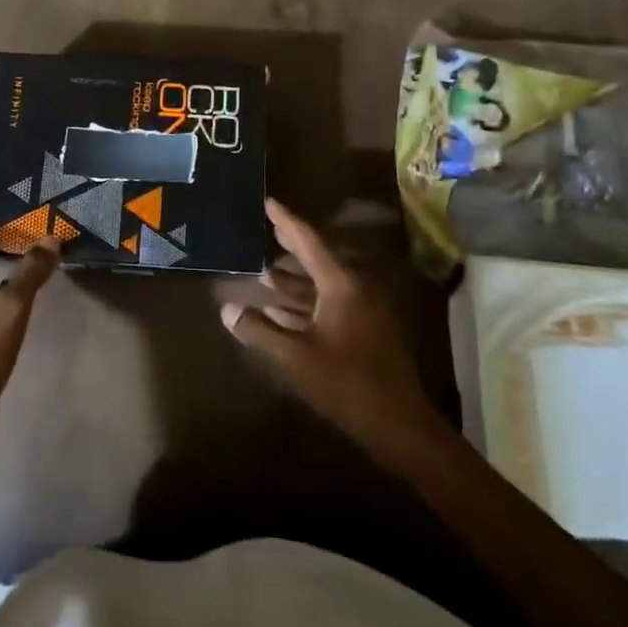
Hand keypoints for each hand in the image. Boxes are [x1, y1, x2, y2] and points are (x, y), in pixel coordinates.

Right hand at [222, 198, 445, 467]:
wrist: (399, 425)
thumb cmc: (347, 384)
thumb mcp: (296, 357)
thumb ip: (260, 331)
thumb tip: (228, 309)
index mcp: (341, 284)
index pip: (308, 241)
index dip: (285, 221)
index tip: (267, 201)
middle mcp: (354, 288)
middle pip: (316, 257)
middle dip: (289, 245)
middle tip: (264, 229)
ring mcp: (361, 309)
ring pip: (322, 283)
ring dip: (294, 278)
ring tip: (264, 271)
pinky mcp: (363, 329)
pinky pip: (328, 302)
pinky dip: (305, 301)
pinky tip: (282, 309)